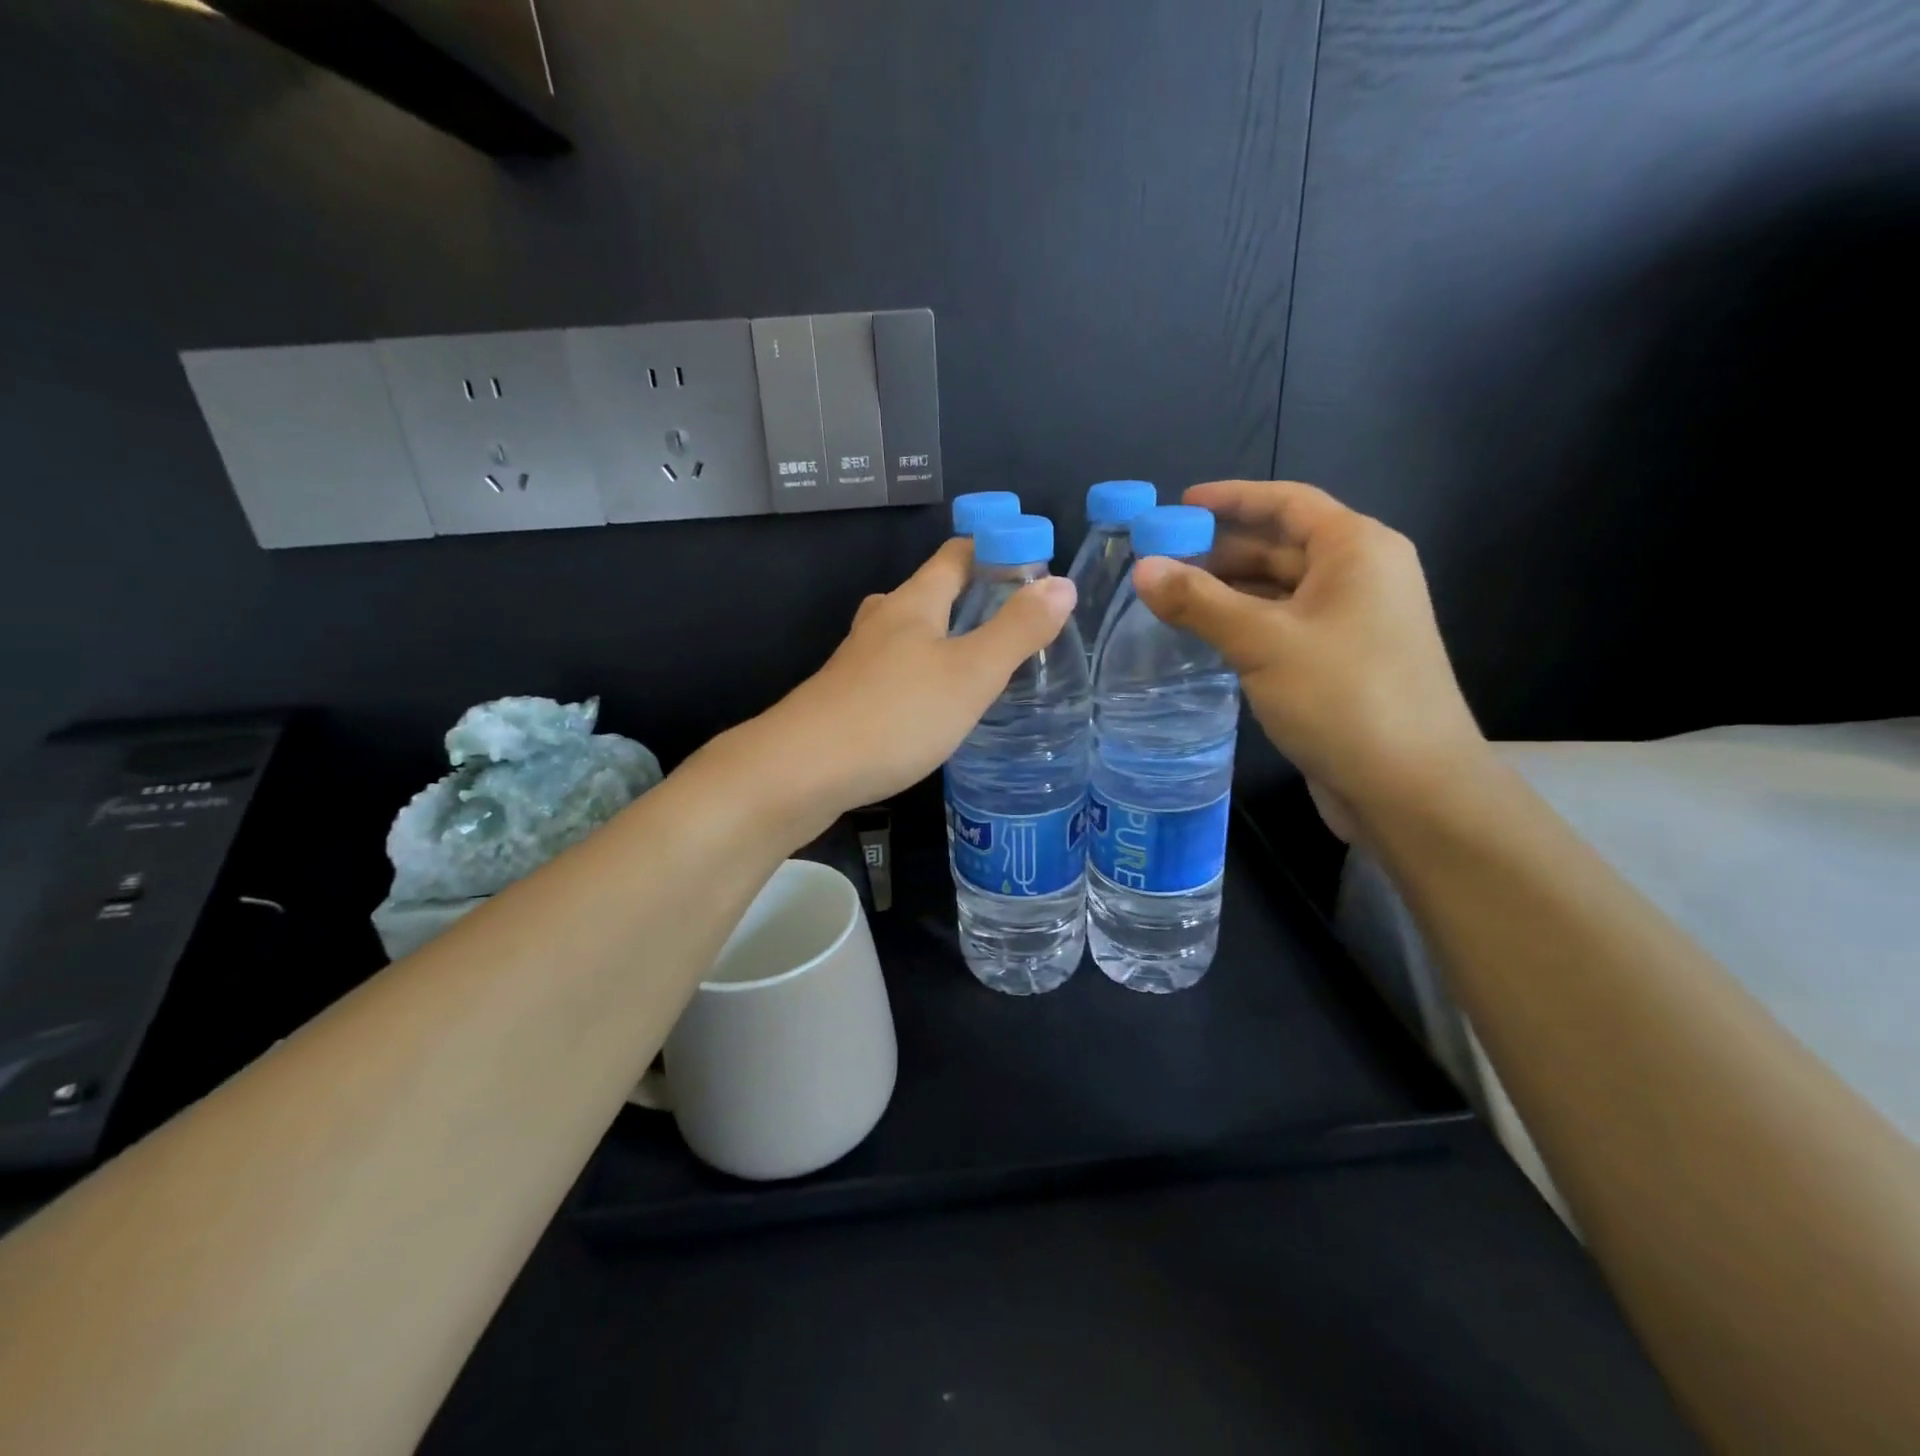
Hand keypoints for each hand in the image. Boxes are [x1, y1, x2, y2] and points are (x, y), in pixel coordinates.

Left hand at [761, 537, 1075, 822]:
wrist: (801, 771)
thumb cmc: (894, 714)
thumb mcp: (970, 673)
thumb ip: (1017, 630)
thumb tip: (1061, 584)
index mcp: (912, 603)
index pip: (956, 555)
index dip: (995, 549)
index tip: (1034, 564)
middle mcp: (881, 622)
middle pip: (929, 592)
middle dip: (970, 597)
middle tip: (1014, 622)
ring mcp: (858, 662)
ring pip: (908, 635)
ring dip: (943, 638)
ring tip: (980, 663)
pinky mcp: (846, 699)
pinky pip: (894, 672)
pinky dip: (921, 675)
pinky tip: (933, 706)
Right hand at [1132, 480, 1486, 841]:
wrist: (1410, 788)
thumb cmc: (1342, 696)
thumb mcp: (1262, 642)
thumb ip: (1199, 602)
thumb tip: (1142, 569)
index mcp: (1356, 550)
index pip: (1286, 502)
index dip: (1231, 498)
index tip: (1177, 506)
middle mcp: (1360, 576)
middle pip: (1280, 545)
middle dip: (1220, 550)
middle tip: (1158, 560)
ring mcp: (1353, 622)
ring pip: (1279, 590)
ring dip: (1228, 591)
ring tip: (1169, 599)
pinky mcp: (1341, 662)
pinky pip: (1283, 627)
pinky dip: (1244, 624)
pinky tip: (1205, 637)